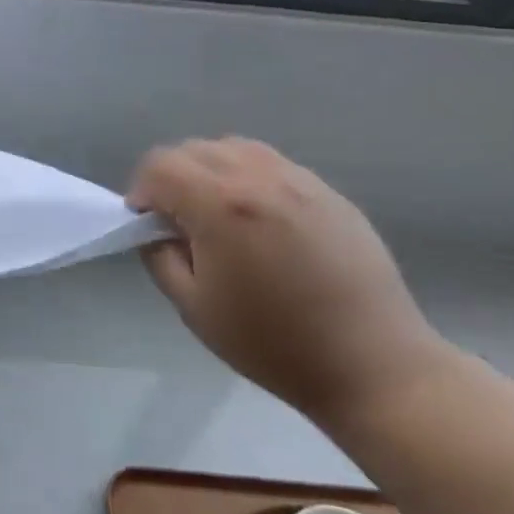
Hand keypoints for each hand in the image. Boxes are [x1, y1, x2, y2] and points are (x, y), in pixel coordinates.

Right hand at [127, 137, 455, 431]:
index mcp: (221, 205)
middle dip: (172, 178)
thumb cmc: (272, 343)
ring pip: (234, 148)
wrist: (372, 366)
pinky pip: (272, 164)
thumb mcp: (193, 307)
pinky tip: (260, 221)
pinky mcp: (329, 193)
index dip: (141, 191)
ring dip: (210, 171)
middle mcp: (259, 178)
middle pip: (193, 149)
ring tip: (219, 216)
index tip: (148, 226)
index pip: (160, 165)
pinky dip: (248, 177)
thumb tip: (155, 228)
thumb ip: (160, 256)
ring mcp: (300, 181)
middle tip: (179, 223)